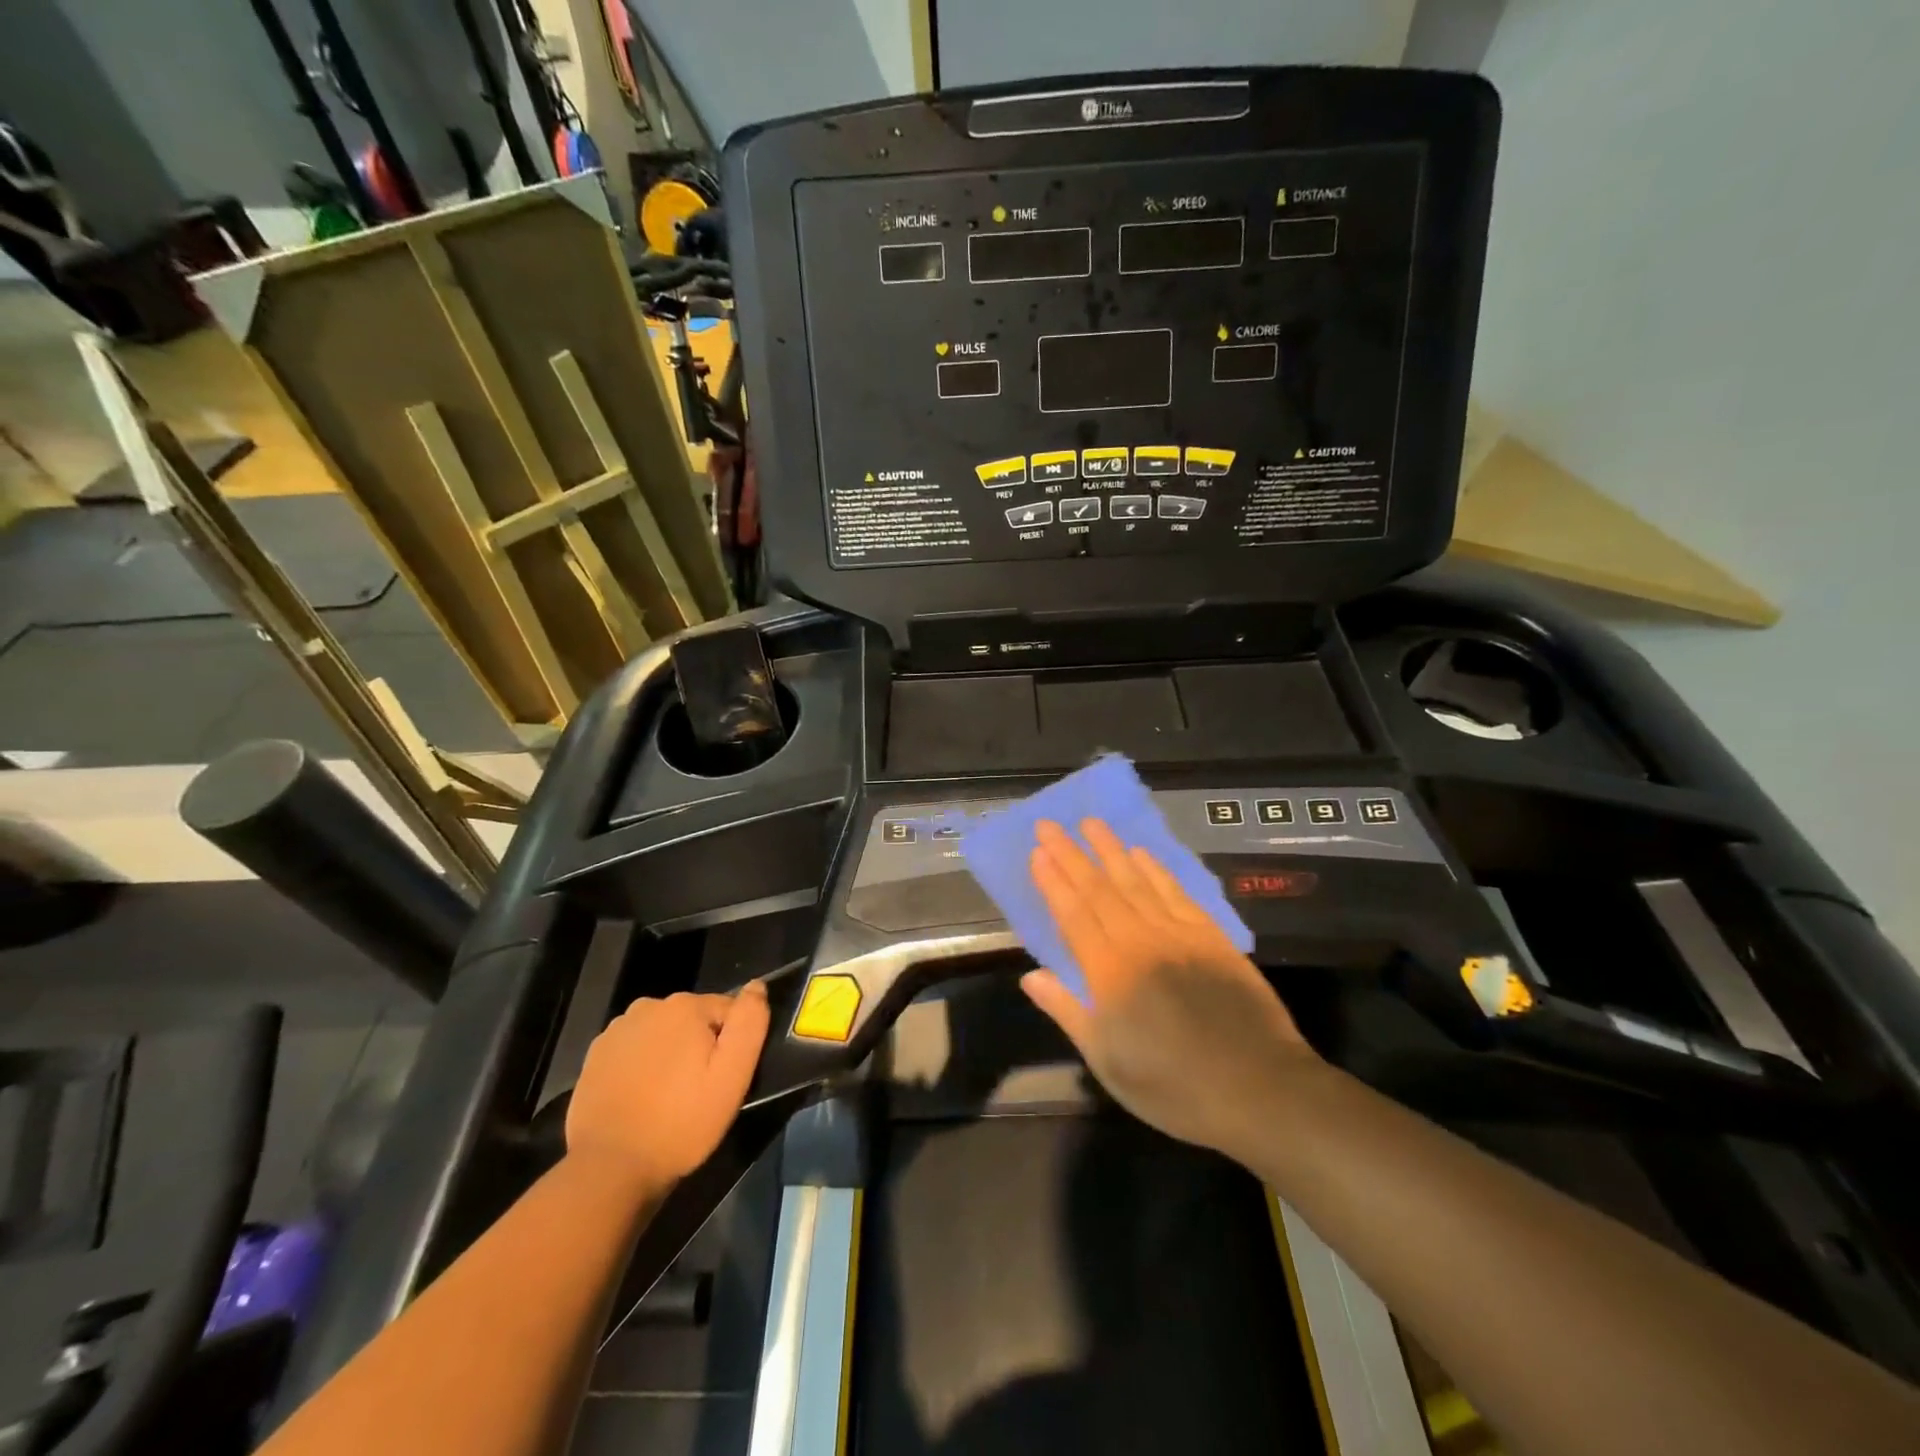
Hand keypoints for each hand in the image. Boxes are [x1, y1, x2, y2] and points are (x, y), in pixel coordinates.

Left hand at [566, 982, 769, 1191]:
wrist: (609, 1168)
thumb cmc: (681, 1122)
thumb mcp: (732, 1076)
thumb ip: (749, 1023)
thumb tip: (757, 986)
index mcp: (684, 1005)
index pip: (727, 1011)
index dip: (731, 1045)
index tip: (724, 1079)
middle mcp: (648, 1006)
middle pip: (692, 1020)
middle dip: (700, 1047)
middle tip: (698, 1091)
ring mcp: (616, 1031)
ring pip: (662, 1034)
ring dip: (670, 1055)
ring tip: (668, 1098)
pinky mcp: (595, 1056)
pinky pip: (633, 1051)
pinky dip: (642, 1067)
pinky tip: (641, 1099)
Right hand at [1020, 819, 1318, 1158]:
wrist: (1258, 1088)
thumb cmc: (1172, 1086)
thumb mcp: (1108, 1061)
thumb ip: (1068, 1012)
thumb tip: (1031, 976)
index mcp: (1109, 972)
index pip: (1073, 914)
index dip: (1053, 881)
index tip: (1037, 852)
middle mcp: (1140, 941)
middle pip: (1099, 888)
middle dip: (1071, 854)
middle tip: (1050, 825)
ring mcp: (1178, 934)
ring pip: (1136, 881)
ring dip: (1110, 850)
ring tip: (1091, 823)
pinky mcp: (1210, 936)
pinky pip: (1176, 892)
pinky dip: (1155, 869)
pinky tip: (1142, 854)